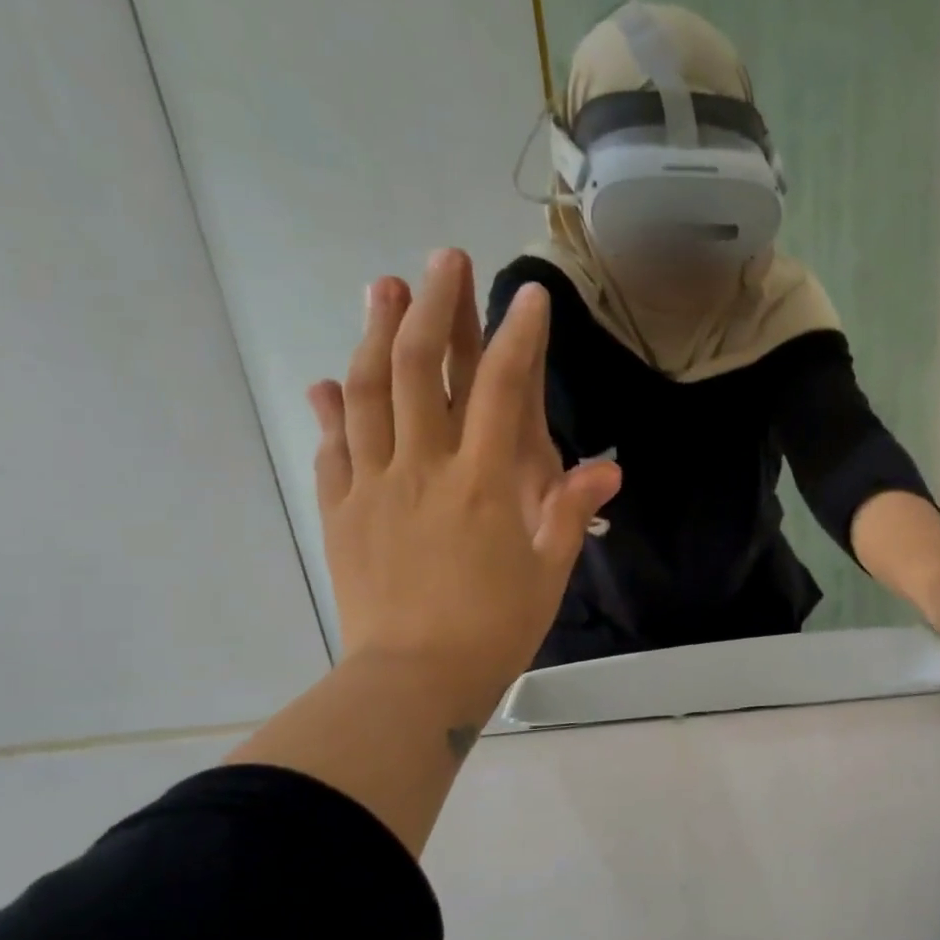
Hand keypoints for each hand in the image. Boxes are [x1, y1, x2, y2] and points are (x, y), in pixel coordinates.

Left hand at [308, 251, 620, 717]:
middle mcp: (424, 467)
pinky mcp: (341, 510)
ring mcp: (373, 485)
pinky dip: (333, 408)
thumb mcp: (549, 573)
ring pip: (368, 392)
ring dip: (374, 332)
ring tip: (382, 287)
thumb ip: (570, 512)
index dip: (516, 335)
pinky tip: (332, 382)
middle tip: (443, 259)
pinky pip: (333, 447)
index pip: (500, 388)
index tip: (527, 295)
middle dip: (433, 305)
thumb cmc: (495, 628)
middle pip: (421, 367)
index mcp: (483, 482)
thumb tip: (607, 468)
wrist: (415, 679)